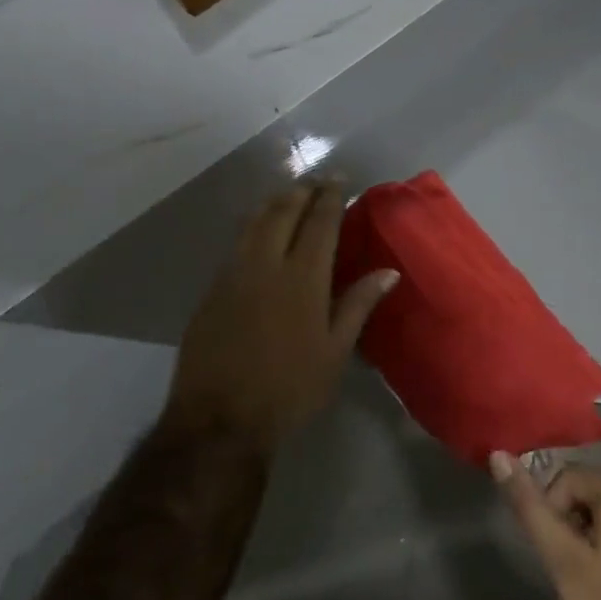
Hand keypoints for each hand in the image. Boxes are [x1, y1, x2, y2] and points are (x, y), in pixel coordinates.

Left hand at [165, 185, 397, 450]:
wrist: (219, 420)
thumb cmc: (289, 388)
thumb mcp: (335, 351)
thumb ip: (358, 304)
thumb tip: (388, 271)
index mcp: (303, 278)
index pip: (319, 224)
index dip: (330, 197)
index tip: (338, 179)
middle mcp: (266, 265)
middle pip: (283, 213)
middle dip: (301, 191)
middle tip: (315, 180)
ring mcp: (233, 275)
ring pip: (254, 223)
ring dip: (274, 203)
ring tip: (288, 194)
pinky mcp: (211, 290)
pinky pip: (236, 244)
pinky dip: (252, 226)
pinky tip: (257, 231)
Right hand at [490, 455, 600, 599]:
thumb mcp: (562, 563)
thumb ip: (531, 508)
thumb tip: (499, 456)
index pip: (573, 476)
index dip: (553, 508)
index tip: (553, 553)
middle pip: (596, 494)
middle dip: (573, 523)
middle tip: (567, 571)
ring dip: (593, 540)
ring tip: (587, 585)